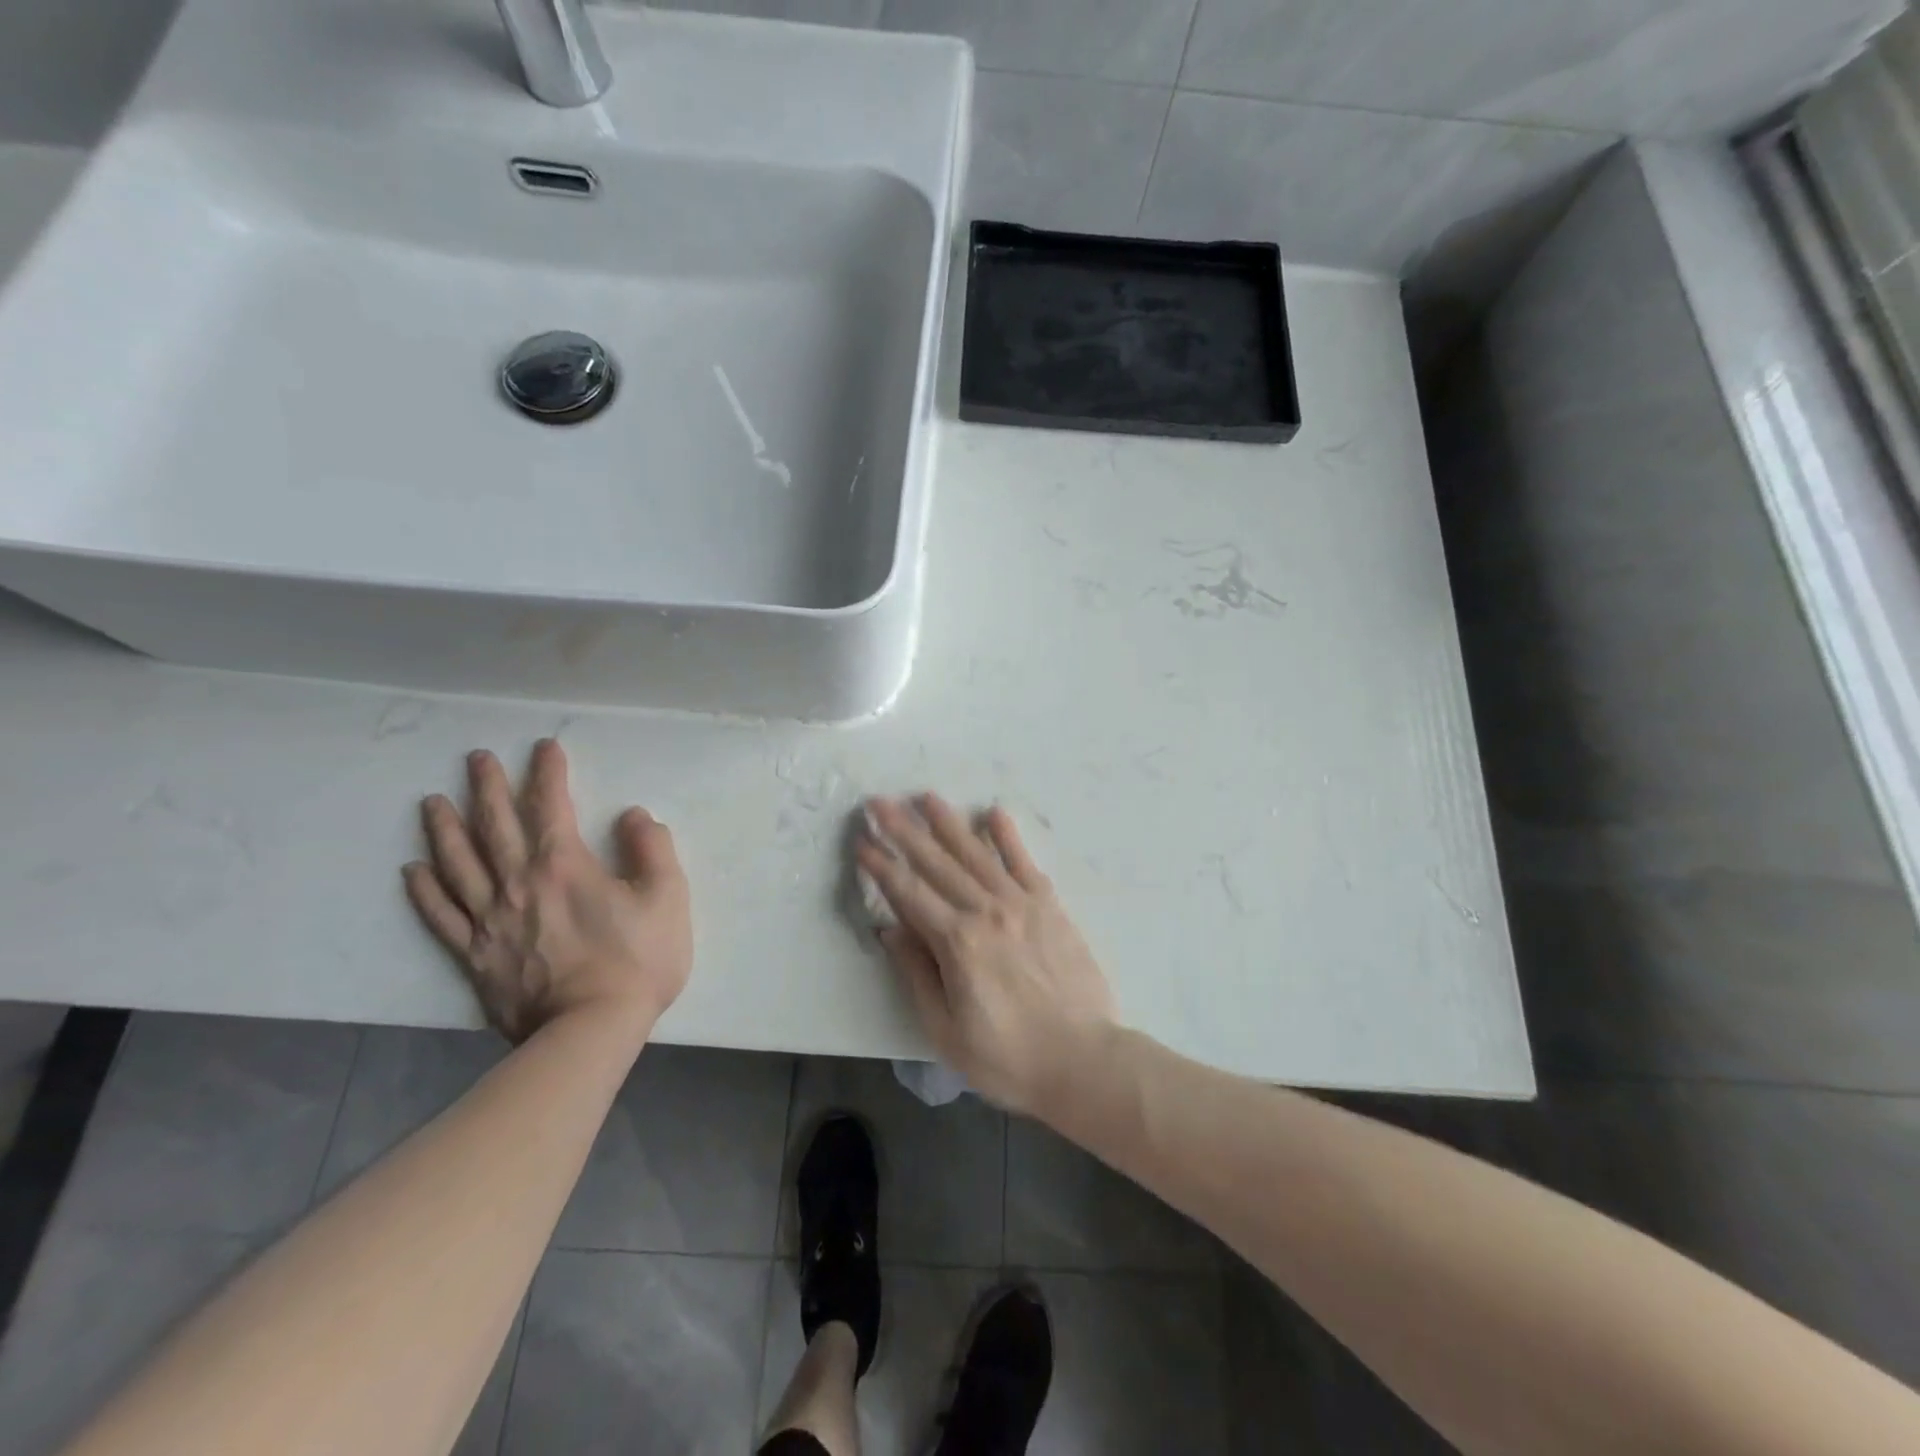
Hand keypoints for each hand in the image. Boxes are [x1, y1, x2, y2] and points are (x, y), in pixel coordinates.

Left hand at [402, 740, 691, 1044]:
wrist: (590, 1030)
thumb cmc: (637, 961)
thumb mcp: (668, 897)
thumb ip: (653, 849)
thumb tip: (634, 816)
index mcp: (565, 865)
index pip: (551, 805)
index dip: (548, 772)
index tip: (544, 747)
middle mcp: (518, 883)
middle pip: (494, 825)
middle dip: (486, 787)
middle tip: (475, 759)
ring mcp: (490, 920)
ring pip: (458, 864)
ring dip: (444, 829)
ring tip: (432, 801)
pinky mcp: (475, 955)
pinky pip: (442, 916)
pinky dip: (425, 891)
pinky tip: (413, 870)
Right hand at [858, 794, 1114, 1115]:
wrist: (1083, 1059)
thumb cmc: (1007, 1056)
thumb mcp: (946, 1029)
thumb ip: (916, 974)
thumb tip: (890, 929)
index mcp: (957, 943)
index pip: (908, 893)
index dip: (881, 865)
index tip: (861, 839)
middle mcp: (986, 911)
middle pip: (937, 863)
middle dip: (904, 830)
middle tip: (880, 801)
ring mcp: (1021, 904)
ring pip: (977, 853)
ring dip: (948, 823)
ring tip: (927, 796)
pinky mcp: (1050, 906)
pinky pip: (1024, 862)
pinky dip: (1008, 836)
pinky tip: (993, 812)